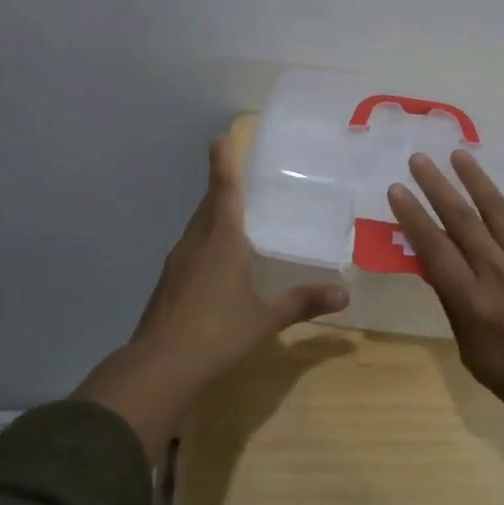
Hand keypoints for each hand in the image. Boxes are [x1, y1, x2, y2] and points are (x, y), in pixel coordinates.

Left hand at [73, 136, 349, 455]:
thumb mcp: (266, 318)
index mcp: (222, 239)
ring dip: (213, 216)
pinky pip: (191, 250)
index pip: (224, 190)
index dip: (224, 163)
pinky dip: (205, 243)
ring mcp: (177, 263)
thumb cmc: (218, 332)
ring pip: (197, 228)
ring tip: (233, 217)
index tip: (220, 137)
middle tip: (238, 176)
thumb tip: (344, 294)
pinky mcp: (168, 284)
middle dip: (221, 188)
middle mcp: (197, 242)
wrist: (159, 367)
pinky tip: (216, 262)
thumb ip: (303, 302)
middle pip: (209, 205)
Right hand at [387, 151, 503, 500]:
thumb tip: (435, 269)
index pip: (434, 248)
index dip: (413, 216)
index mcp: (472, 300)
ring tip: (460, 154)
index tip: (397, 188)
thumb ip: (454, 307)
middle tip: (419, 158)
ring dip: (478, 181)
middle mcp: (499, 272)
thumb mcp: (472, 354)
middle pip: (462, 220)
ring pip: (500, 212)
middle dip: (437, 186)